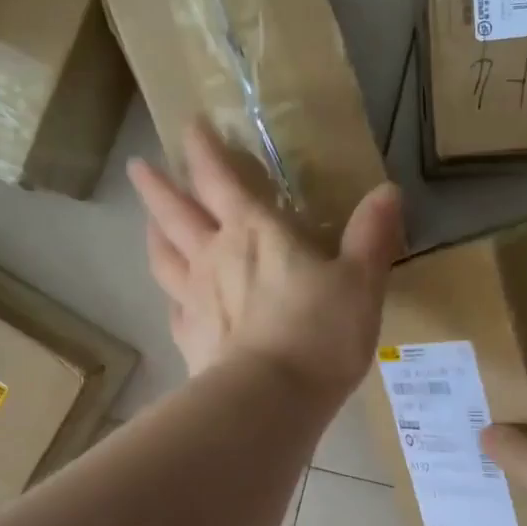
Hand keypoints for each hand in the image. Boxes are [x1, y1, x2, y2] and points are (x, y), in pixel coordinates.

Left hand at [129, 124, 404, 403]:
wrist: (272, 400)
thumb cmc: (320, 334)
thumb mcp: (361, 282)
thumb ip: (372, 236)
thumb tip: (388, 191)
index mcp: (255, 233)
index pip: (220, 178)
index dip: (204, 149)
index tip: (189, 125)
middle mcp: (215, 258)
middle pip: (175, 213)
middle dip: (158, 186)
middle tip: (138, 167)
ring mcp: (196, 301)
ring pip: (164, 258)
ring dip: (154, 235)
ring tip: (148, 224)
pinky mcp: (190, 341)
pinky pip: (173, 310)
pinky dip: (171, 297)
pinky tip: (173, 300)